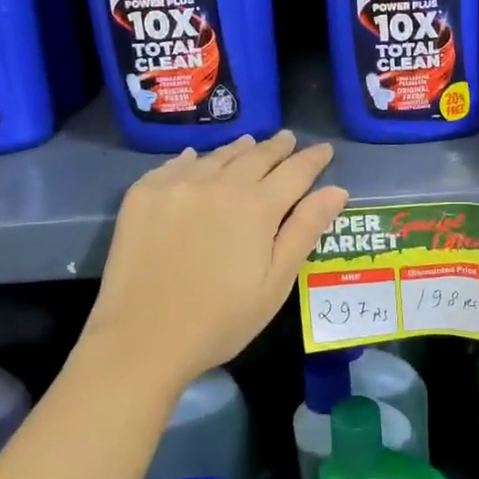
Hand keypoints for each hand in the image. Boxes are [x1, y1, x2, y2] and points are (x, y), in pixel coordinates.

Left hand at [89, 131, 348, 388]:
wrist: (141, 339)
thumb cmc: (220, 320)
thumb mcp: (275, 283)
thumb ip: (305, 231)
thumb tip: (336, 190)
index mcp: (258, 206)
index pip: (295, 171)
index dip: (313, 158)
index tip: (325, 149)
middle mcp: (219, 184)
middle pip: (256, 155)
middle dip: (277, 147)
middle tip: (288, 139)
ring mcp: (178, 185)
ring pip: (217, 156)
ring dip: (239, 149)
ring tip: (249, 143)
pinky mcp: (144, 194)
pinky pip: (176, 165)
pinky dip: (194, 159)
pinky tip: (197, 159)